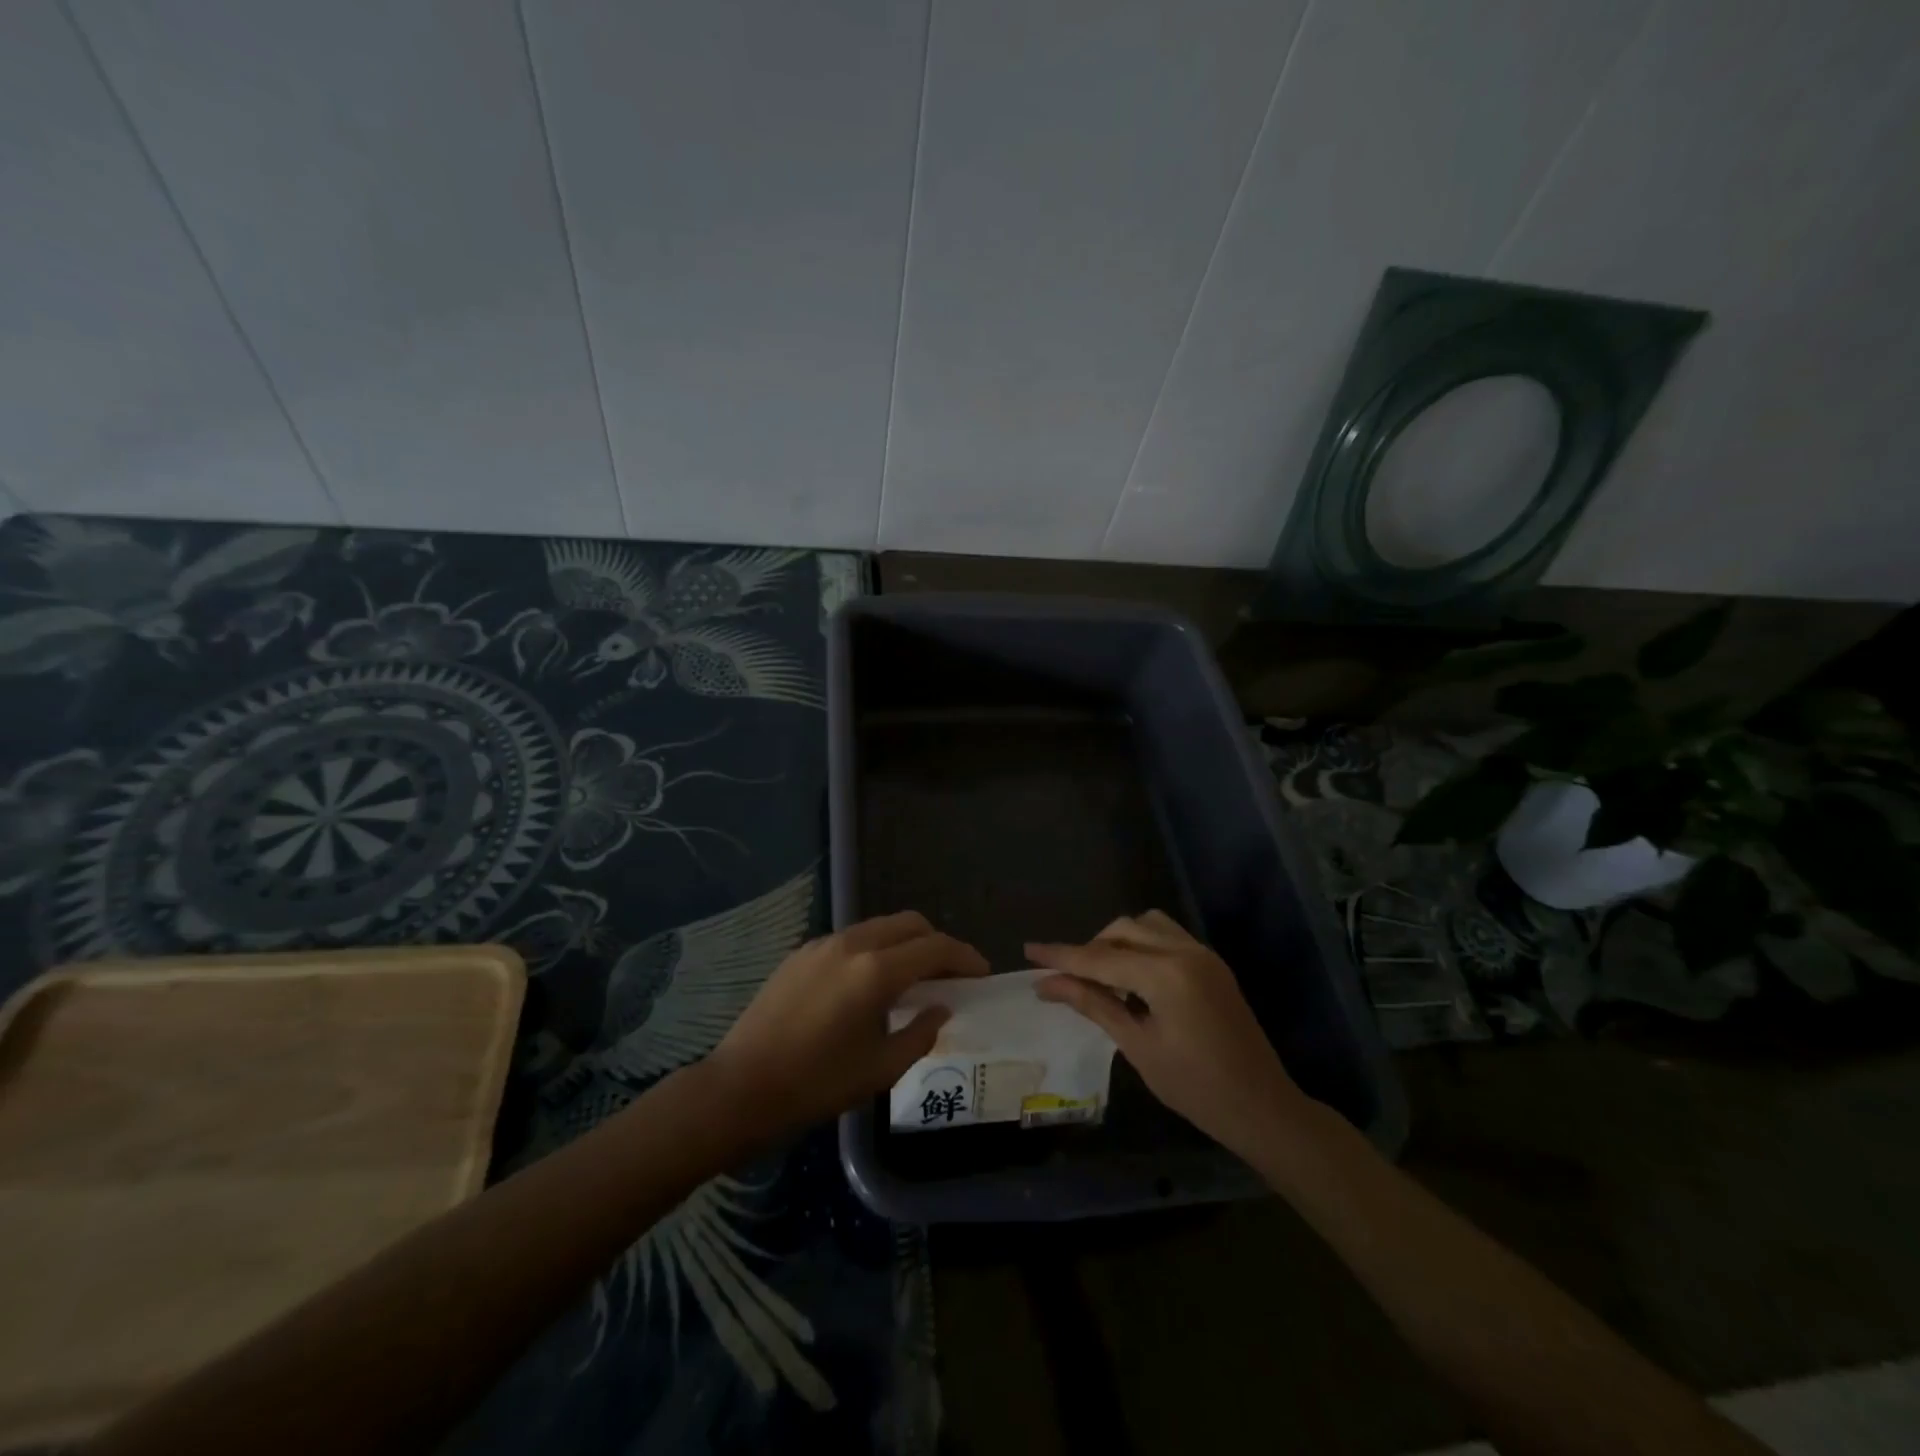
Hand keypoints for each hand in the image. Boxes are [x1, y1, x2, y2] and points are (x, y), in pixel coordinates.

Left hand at [705, 911, 987, 1140]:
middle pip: (909, 923)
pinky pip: (852, 939)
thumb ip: (920, 1032)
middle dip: (937, 942)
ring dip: (905, 944)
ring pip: (879, 927)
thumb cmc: (816, 1085)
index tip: (981, 974)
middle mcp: (852, 944)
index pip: (935, 947)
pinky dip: (875, 949)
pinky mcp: (801, 953)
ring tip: (913, 979)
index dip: (965, 957)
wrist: (740, 1087)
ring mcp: (822, 944)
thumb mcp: (880, 1069)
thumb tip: (940, 1007)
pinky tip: (870, 984)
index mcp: (876, 971)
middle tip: (950, 974)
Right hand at [1028, 911, 1307, 1158]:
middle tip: (1067, 978)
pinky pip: (1166, 936)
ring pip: (1146, 925)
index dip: (1061, 956)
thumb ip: (1093, 1004)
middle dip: (1090, 949)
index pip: (1100, 958)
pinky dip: (1141, 946)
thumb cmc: (1195, 1087)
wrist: (1262, 1107)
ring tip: (1102, 977)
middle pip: (1122, 930)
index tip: (1028, 951)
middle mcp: (1185, 951)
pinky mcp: (1211, 963)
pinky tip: (1133, 979)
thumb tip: (1046, 984)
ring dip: (1117, 942)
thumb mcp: (1137, 1046)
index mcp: (1166, 974)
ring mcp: (1202, 954)